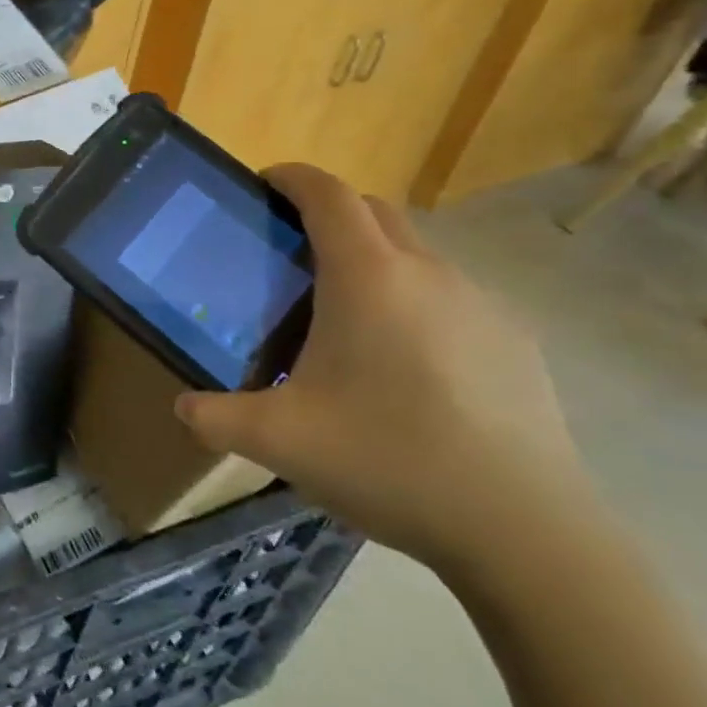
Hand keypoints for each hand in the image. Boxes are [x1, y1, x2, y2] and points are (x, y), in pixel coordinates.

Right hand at [174, 164, 599, 583]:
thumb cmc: (388, 460)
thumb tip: (183, 408)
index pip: (327, 194)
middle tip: (293, 254)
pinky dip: (416, 301)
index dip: (293, 177)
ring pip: (415, 254)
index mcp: (367, 277)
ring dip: (375, 260)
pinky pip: (451, 296)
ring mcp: (480, 302)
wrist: (522, 528)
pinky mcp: (515, 339)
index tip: (264, 184)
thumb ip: (216, 417)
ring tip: (347, 318)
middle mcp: (427, 272)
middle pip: (374, 210)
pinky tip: (408, 366)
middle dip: (330, 212)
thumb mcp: (280, 441)